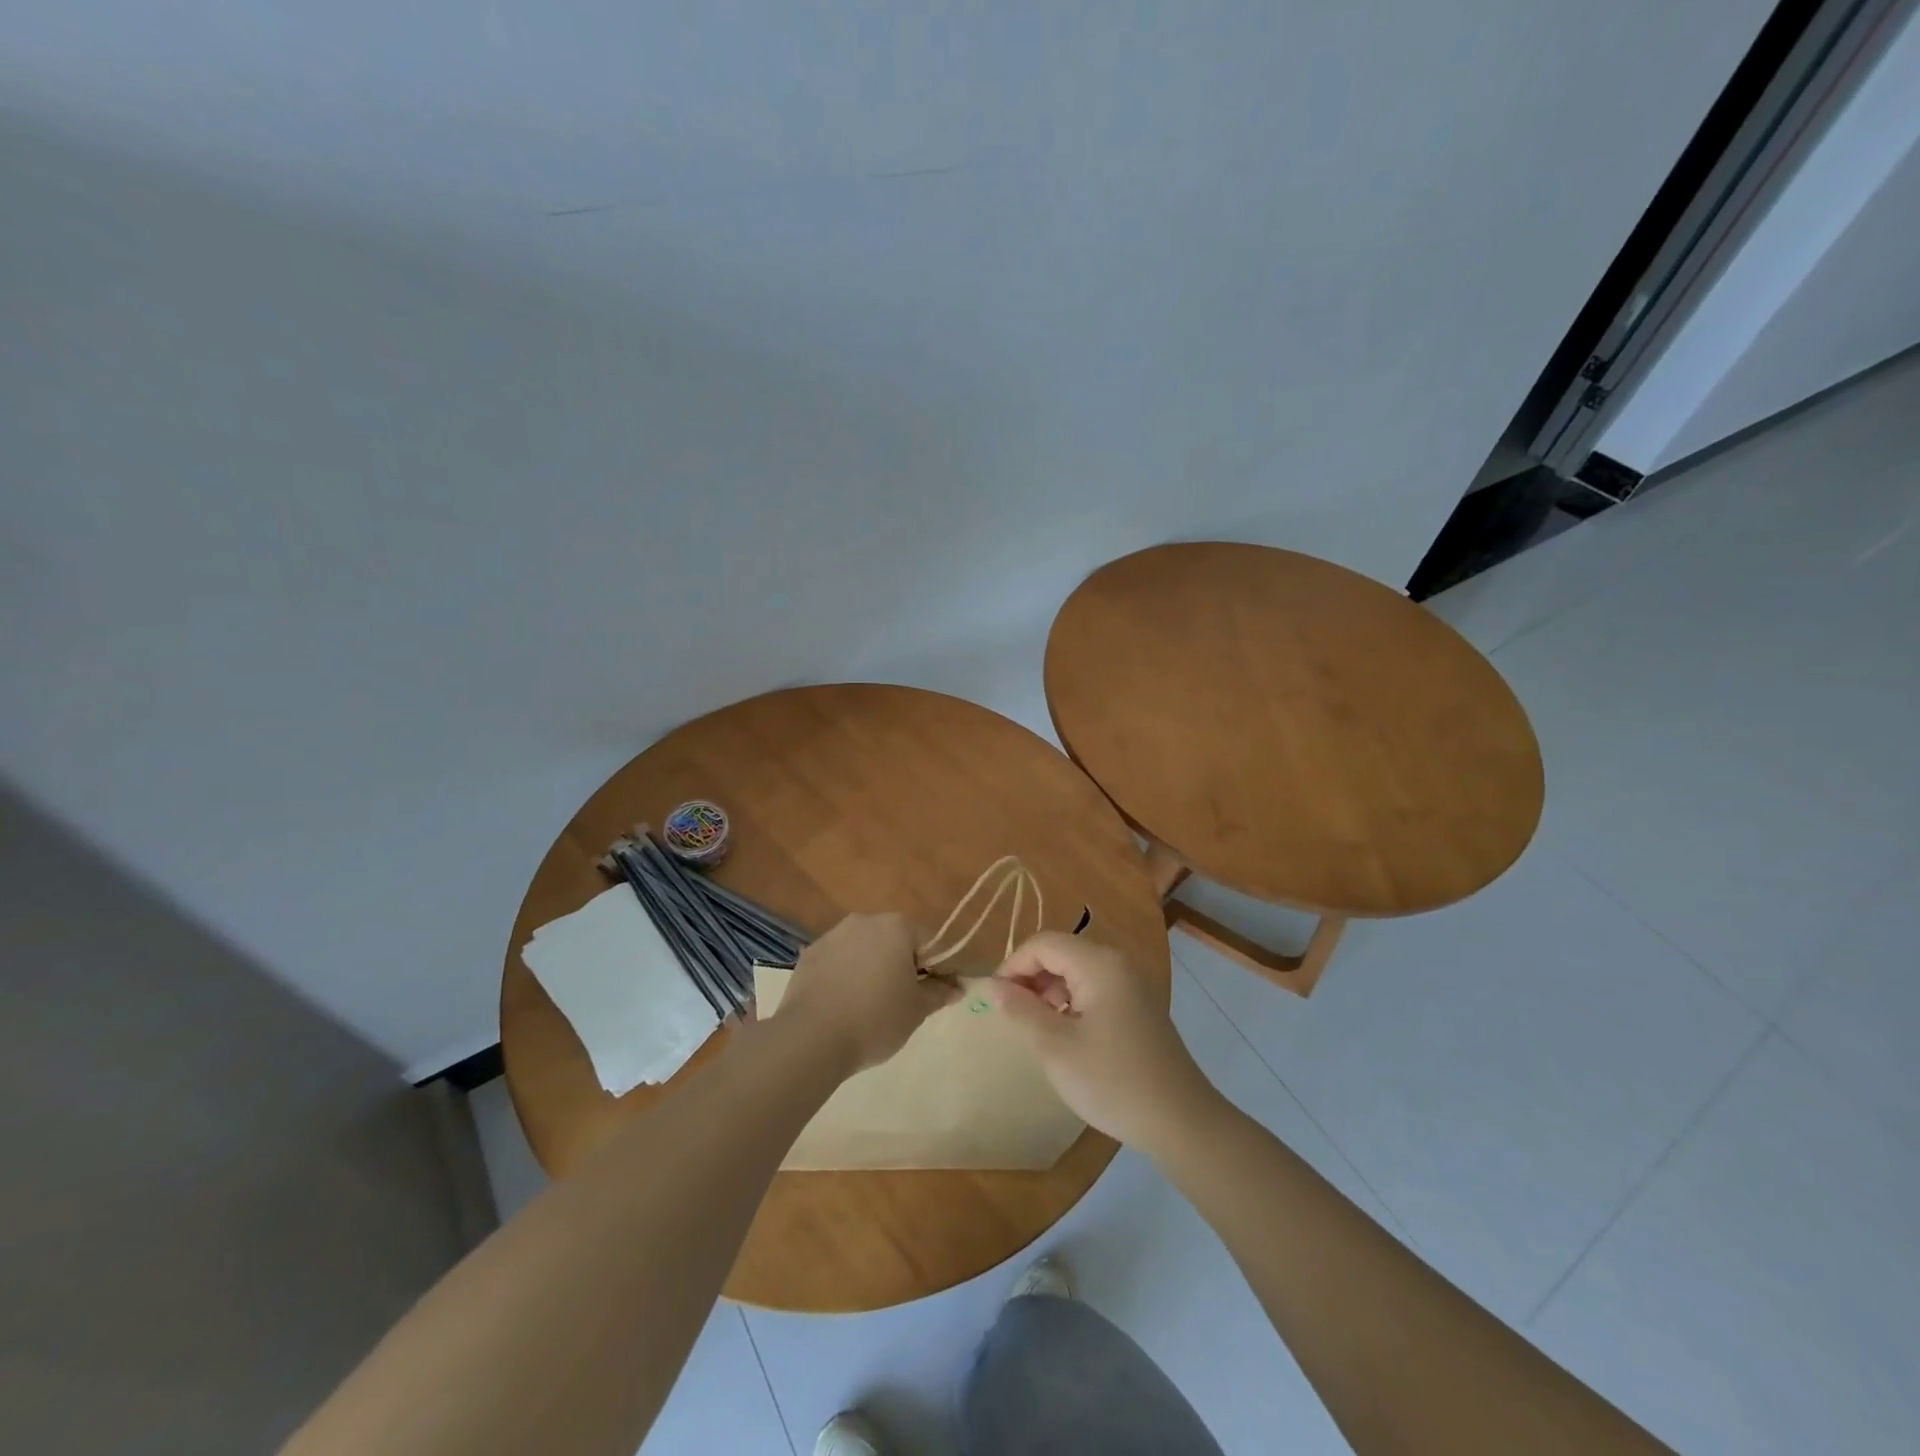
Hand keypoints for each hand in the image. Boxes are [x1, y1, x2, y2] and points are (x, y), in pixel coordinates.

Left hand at [775, 912, 959, 1073]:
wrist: (811, 1038)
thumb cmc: (875, 1019)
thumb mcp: (917, 1010)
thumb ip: (939, 993)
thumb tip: (956, 987)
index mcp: (896, 927)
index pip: (929, 942)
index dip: (938, 967)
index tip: (939, 992)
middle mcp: (864, 921)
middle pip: (895, 940)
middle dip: (903, 964)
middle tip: (905, 999)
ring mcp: (833, 936)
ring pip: (864, 948)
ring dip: (872, 967)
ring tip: (871, 1003)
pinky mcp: (809, 955)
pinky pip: (838, 961)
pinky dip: (846, 975)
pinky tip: (844, 1003)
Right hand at [988, 931, 1221, 1153]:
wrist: (1180, 1122)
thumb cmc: (1112, 1081)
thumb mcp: (1056, 1047)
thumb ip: (1021, 1010)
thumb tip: (993, 985)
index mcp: (1098, 964)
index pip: (1043, 944)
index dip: (1013, 965)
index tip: (994, 1000)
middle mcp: (1117, 963)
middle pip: (1061, 952)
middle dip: (1031, 977)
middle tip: (1012, 1015)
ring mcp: (1131, 984)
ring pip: (1076, 970)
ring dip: (1050, 990)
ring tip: (1036, 1027)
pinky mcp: (1137, 1006)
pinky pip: (1094, 988)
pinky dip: (1071, 1001)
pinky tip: (1066, 1034)